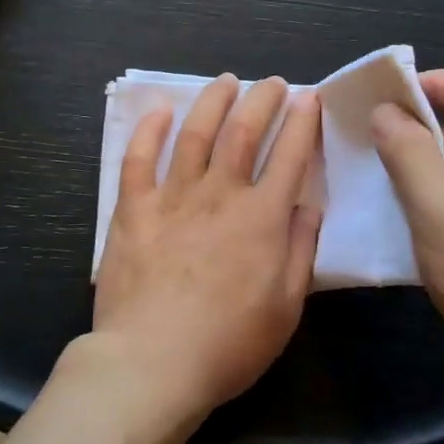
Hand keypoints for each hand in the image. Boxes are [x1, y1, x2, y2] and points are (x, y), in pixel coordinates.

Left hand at [91, 75, 322, 425]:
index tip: (309, 98)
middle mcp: (220, 194)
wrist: (152, 363)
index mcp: (261, 217)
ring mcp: (173, 196)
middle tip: (273, 82)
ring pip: (195, 133)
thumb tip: (308, 205)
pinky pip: (139, 158)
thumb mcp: (286, 307)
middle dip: (262, 99)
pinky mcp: (134, 208)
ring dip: (213, 101)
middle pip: (244, 131)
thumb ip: (299, 250)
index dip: (303, 122)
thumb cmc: (228, 344)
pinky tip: (160, 110)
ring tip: (226, 81)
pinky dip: (149, 129)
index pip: (290, 155)